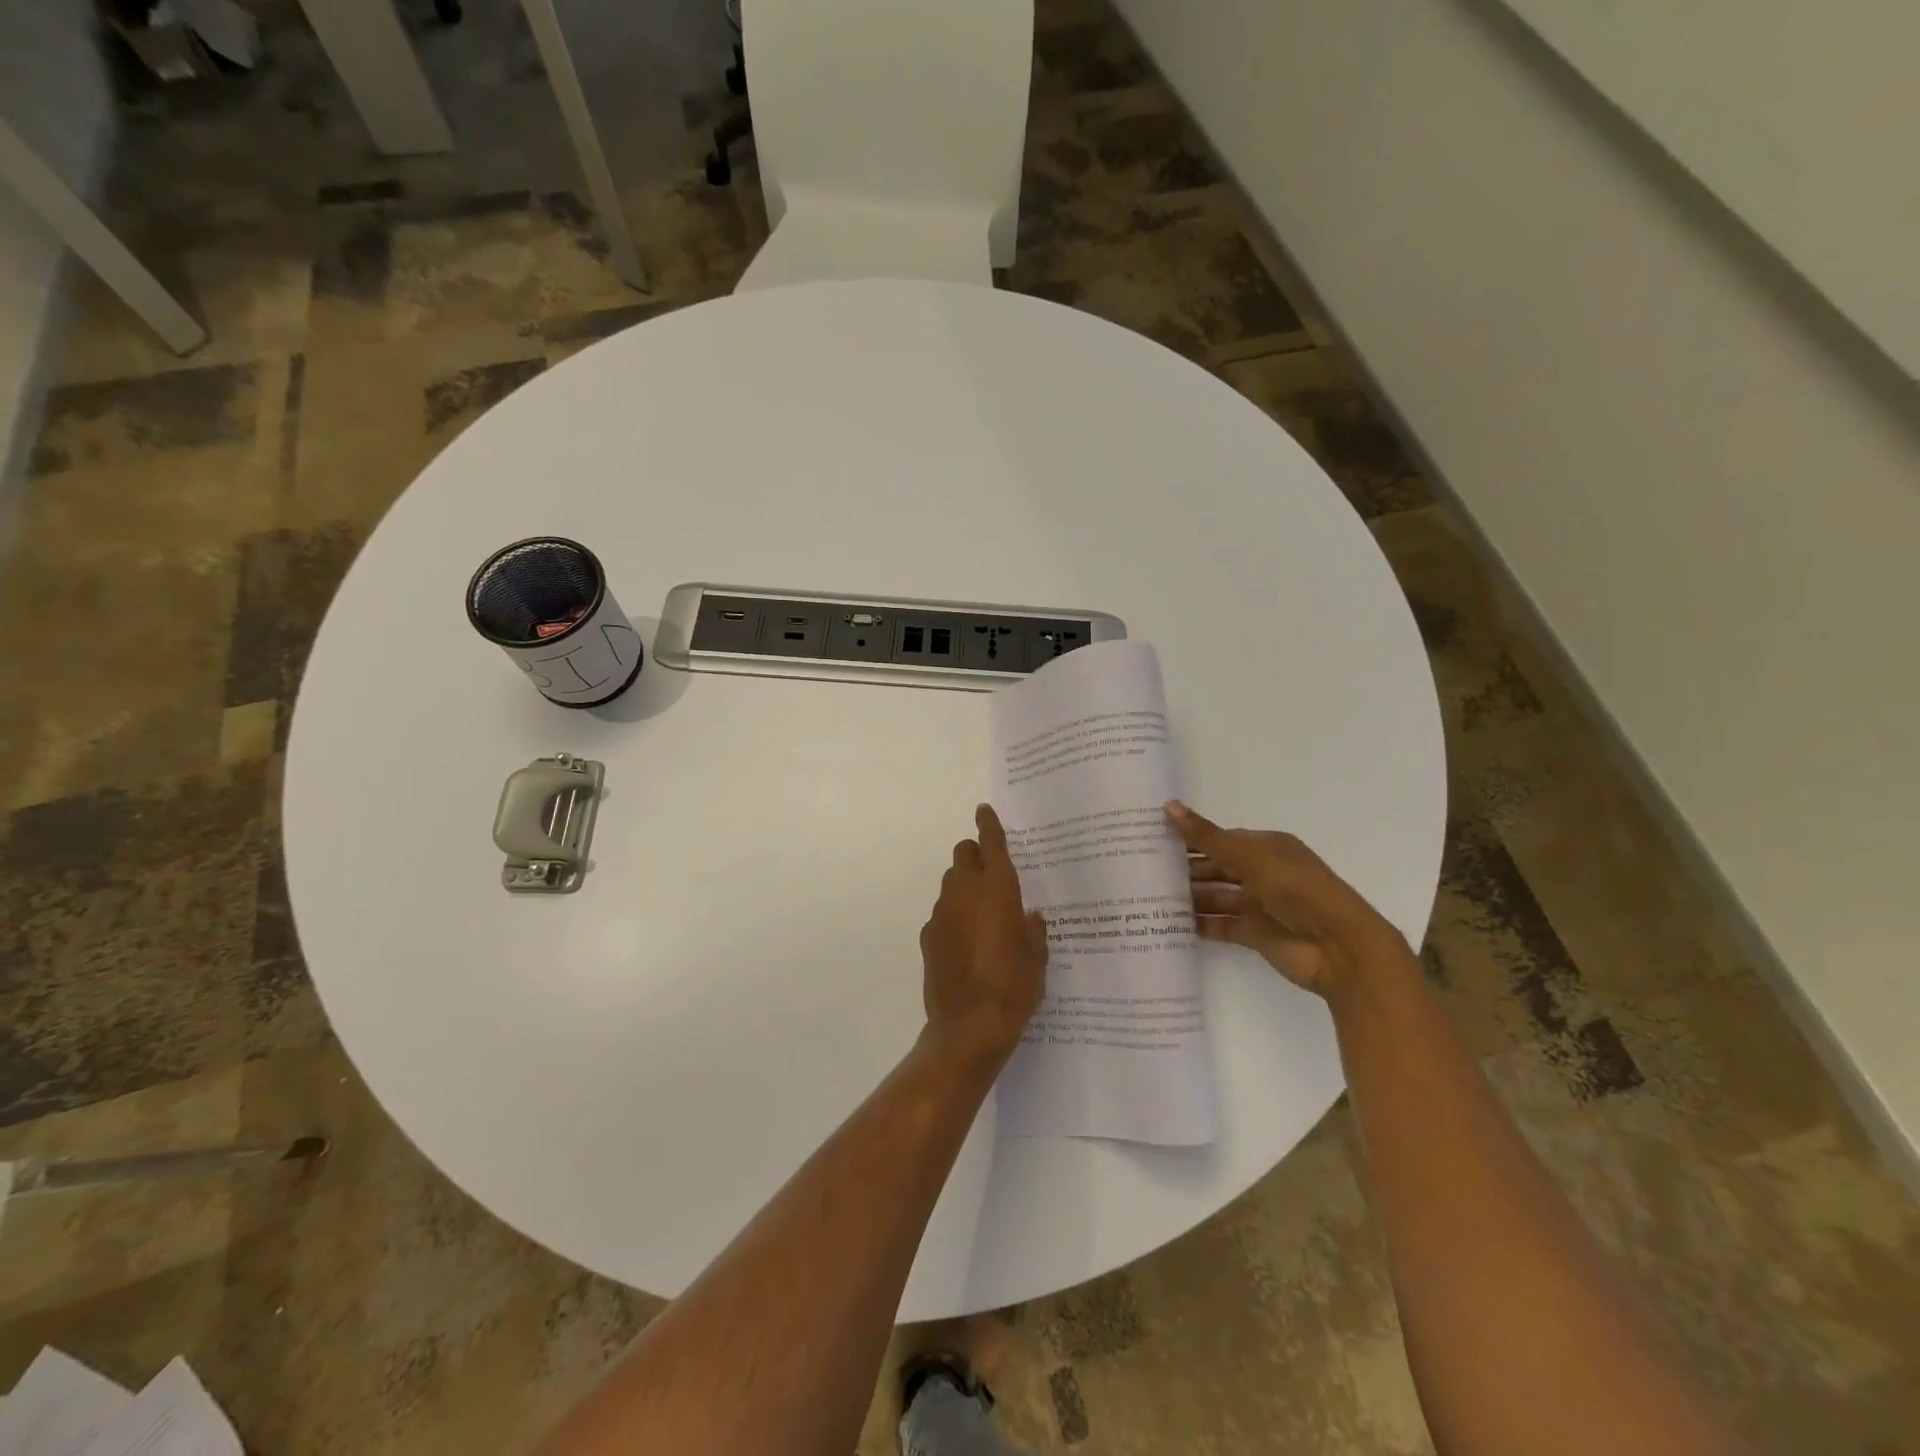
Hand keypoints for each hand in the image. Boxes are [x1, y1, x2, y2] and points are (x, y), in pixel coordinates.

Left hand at [920, 805, 1049, 1063]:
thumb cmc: (1014, 986)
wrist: (969, 1026)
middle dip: (975, 854)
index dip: (988, 823)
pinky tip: (966, 942)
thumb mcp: (1037, 957)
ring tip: (982, 911)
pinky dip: (953, 916)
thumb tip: (1029, 916)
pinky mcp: (928, 936)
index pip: (990, 842)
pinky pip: (942, 913)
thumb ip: (1032, 929)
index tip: (985, 810)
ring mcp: (942, 913)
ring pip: (950, 883)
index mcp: (997, 888)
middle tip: (992, 872)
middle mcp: (965, 892)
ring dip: (964, 886)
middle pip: (963, 854)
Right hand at [1167, 801, 1402, 996]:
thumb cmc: (1299, 892)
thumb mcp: (1252, 858)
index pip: (1219, 839)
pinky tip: (1170, 924)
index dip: (1189, 838)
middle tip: (1142, 871)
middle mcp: (1261, 873)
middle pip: (1215, 868)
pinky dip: (1199, 924)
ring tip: (1148, 897)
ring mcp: (1258, 905)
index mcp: (1266, 848)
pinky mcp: (1255, 934)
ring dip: (1188, 897)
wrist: (1340, 949)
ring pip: (1215, 896)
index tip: (1152, 839)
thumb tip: (1168, 807)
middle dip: (1184, 869)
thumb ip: (1208, 838)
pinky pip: (1220, 925)